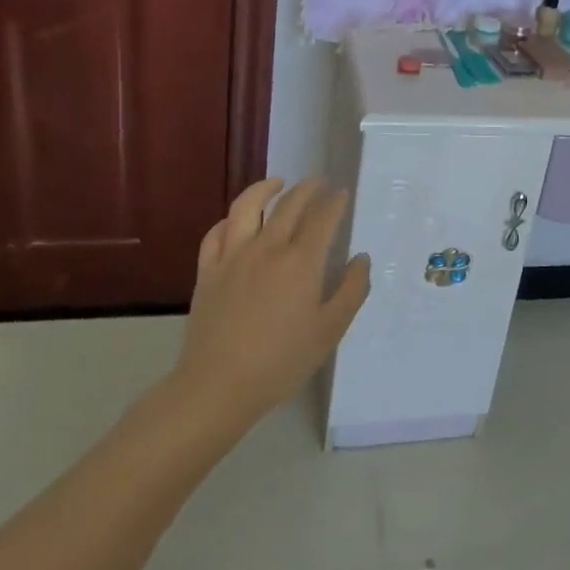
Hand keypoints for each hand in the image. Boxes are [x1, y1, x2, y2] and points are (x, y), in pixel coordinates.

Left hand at [167, 178, 370, 439]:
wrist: (218, 386)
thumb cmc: (282, 361)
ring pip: (247, 207)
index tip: (342, 193)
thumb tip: (361, 258)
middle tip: (319, 183)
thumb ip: (352, 290)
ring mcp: (233, 257)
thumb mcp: (330, 330)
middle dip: (308, 189)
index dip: (335, 202)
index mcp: (301, 262)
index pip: (322, 218)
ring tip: (278, 183)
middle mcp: (268, 248)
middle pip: (289, 204)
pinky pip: (216, 233)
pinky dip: (230, 220)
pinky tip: (238, 221)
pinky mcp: (208, 271)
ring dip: (265, 188)